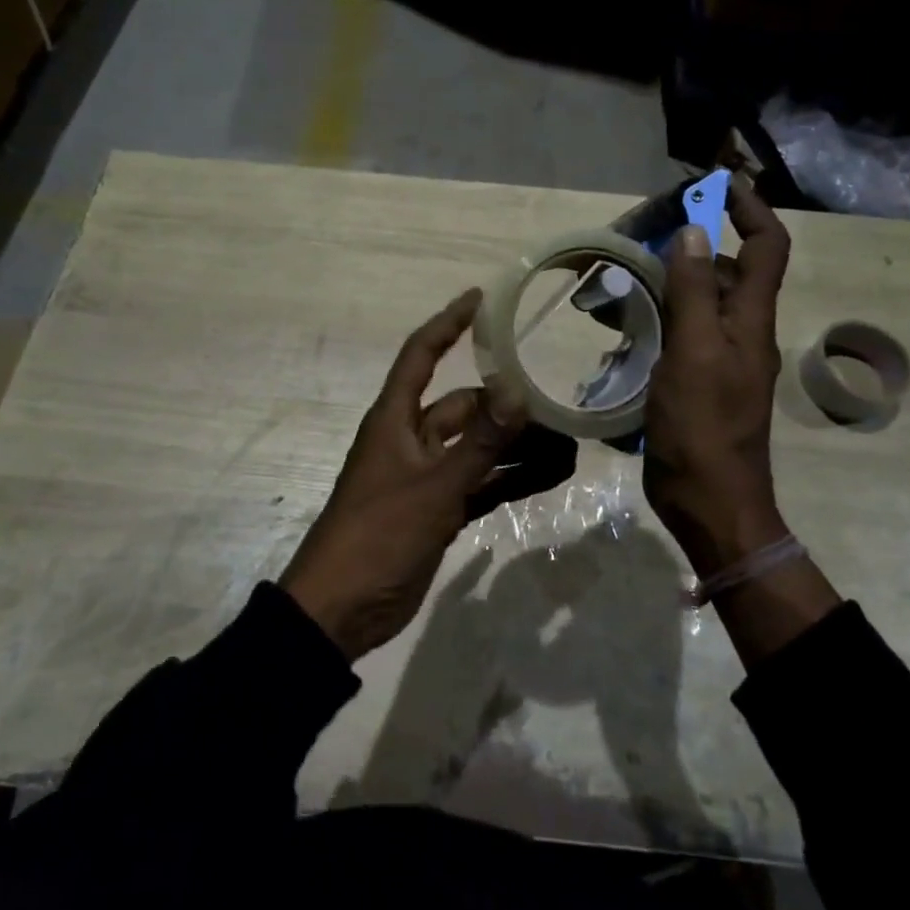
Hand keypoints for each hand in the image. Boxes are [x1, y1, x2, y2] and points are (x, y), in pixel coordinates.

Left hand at [281, 289, 526, 661]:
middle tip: (558, 406)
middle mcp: (411, 439)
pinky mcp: (437, 510)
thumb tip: (516, 390)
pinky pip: (480, 484)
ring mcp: (425, 477)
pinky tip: (551, 477)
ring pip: (478, 449)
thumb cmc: (379, 534)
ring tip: (568, 445)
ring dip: (516, 447)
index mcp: (395, 420)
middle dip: (507, 406)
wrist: (342, 610)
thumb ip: (479, 442)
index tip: (480, 300)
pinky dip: (510, 480)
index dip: (448, 324)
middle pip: (464, 408)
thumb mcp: (434, 486)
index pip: (421, 355)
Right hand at [642, 174, 792, 575]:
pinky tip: (620, 326)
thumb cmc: (703, 427)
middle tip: (643, 232)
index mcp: (750, 320)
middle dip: (693, 243)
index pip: (766, 247)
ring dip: (667, 282)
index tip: (714, 184)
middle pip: (726, 270)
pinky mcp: (697, 379)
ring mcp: (719, 357)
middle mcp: (741, 331)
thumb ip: (693, 292)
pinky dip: (655, 318)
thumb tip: (694, 231)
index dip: (748, 209)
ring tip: (619, 278)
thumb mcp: (694, 353)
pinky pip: (680, 333)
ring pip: (698, 302)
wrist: (710, 503)